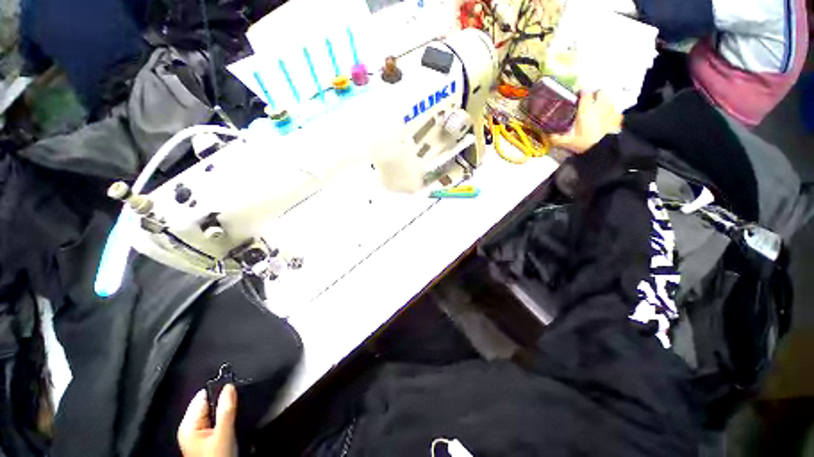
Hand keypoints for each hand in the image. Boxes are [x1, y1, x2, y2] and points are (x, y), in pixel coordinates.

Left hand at [178, 385, 237, 456]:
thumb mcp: (223, 435)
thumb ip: (226, 410)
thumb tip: (230, 385)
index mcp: (188, 424)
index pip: (203, 396)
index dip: (219, 389)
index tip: (236, 386)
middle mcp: (190, 426)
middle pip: (209, 403)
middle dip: (224, 400)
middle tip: (238, 400)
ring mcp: (198, 432)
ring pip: (214, 411)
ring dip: (226, 409)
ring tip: (238, 408)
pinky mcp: (206, 437)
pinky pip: (216, 419)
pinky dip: (225, 417)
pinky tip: (233, 419)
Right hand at [549, 91, 622, 153]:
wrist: (606, 149)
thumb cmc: (586, 143)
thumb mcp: (568, 143)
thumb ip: (556, 138)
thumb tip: (547, 136)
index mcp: (586, 108)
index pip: (585, 92)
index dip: (581, 92)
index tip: (577, 96)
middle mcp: (600, 105)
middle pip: (600, 92)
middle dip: (595, 95)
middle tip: (589, 103)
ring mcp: (611, 110)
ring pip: (608, 100)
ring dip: (603, 102)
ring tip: (598, 111)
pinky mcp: (619, 118)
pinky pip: (615, 111)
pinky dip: (611, 113)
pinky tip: (606, 120)